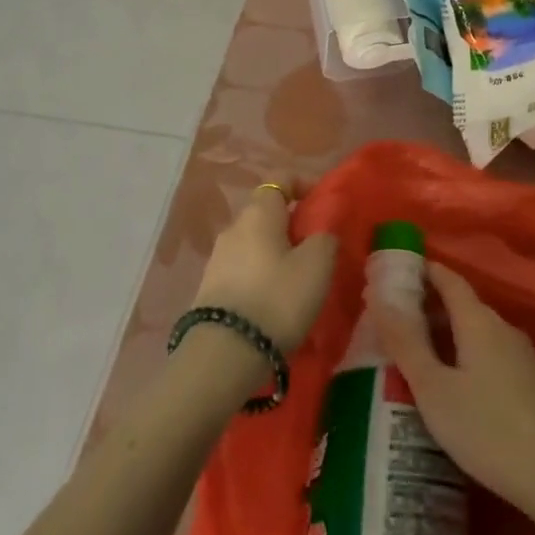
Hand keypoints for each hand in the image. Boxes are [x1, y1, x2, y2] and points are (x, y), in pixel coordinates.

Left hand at [191, 184, 336, 352]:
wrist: (224, 355)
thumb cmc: (277, 298)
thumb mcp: (317, 265)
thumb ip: (325, 237)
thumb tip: (321, 231)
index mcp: (259, 213)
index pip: (280, 180)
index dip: (303, 185)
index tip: (322, 204)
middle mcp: (233, 228)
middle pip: (266, 213)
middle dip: (291, 225)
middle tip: (315, 248)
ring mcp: (217, 259)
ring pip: (254, 243)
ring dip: (275, 253)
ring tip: (297, 280)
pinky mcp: (209, 290)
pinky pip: (242, 270)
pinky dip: (260, 276)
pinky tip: (273, 301)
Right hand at [372, 261, 534, 515]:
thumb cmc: (487, 427)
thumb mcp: (434, 388)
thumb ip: (406, 343)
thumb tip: (379, 297)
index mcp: (479, 320)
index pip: (448, 279)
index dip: (423, 271)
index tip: (395, 274)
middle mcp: (501, 327)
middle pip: (461, 305)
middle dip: (427, 307)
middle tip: (391, 323)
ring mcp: (519, 355)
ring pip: (474, 332)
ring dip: (444, 335)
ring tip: (411, 357)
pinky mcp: (527, 382)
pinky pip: (486, 353)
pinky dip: (461, 356)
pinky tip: (448, 387)